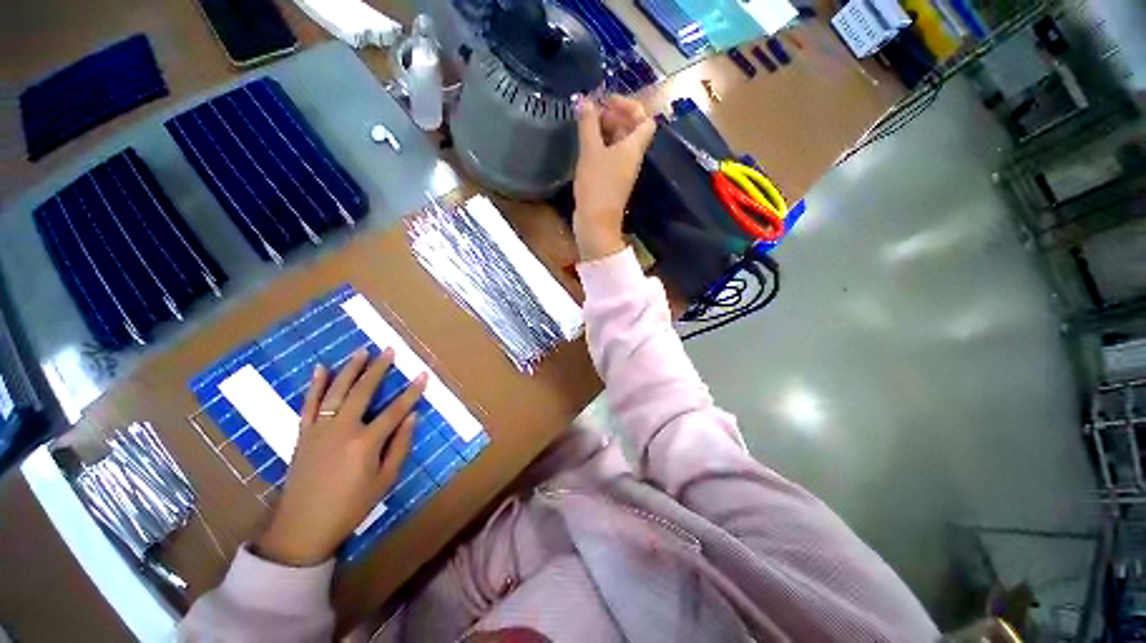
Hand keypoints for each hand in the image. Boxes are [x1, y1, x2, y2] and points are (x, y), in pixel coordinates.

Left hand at [254, 348, 424, 565]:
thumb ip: (400, 446)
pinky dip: (315, 385)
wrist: (302, 527)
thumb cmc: (350, 506)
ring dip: (350, 369)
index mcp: (366, 443)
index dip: (412, 392)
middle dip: (378, 369)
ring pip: (336, 391)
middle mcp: (342, 429)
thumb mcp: (384, 480)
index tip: (423, 374)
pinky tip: (321, 369)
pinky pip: (309, 404)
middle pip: (363, 391)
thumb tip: (412, 417)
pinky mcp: (303, 434)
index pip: (395, 410)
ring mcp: (319, 429)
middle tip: (389, 350)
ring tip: (362, 351)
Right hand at [573, 95, 655, 260]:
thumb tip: (585, 100)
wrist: (595, 223)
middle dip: (613, 116)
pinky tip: (584, 145)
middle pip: (630, 130)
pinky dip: (599, 147)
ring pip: (618, 144)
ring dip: (604, 131)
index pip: (645, 120)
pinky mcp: (610, 181)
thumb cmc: (597, 186)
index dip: (630, 105)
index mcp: (633, 148)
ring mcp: (621, 171)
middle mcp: (631, 158)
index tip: (608, 101)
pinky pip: (609, 157)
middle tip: (591, 112)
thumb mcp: (591, 152)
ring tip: (584, 126)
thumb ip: (588, 124)